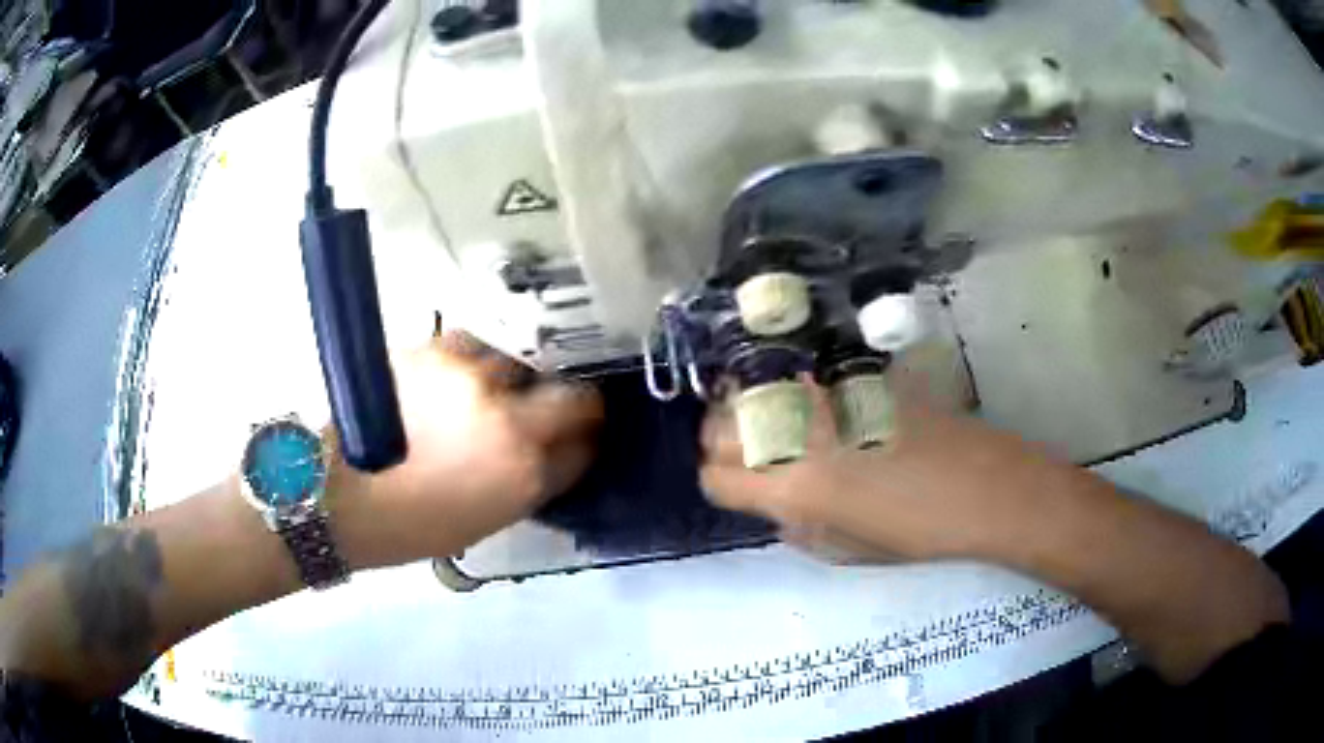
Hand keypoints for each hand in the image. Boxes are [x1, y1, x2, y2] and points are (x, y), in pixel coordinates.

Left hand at [328, 334, 602, 569]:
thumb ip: (530, 483)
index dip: (588, 441)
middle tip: (561, 406)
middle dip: (578, 403)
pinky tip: (465, 373)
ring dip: (524, 377)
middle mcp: (509, 422)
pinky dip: (481, 358)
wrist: (336, 492)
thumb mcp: (485, 520)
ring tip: (501, 389)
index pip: (584, 448)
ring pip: (526, 363)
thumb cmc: (410, 524)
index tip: (585, 438)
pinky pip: (478, 345)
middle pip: (575, 398)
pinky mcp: (437, 352)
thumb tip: (557, 453)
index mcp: (523, 477)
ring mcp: (473, 381)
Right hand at [700, 378, 1080, 563]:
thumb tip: (773, 504)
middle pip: (719, 428)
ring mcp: (822, 399)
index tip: (732, 489)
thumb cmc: (917, 532)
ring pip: (749, 393)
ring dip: (746, 412)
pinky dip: (784, 391)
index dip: (717, 485)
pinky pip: (796, 378)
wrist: (982, 484)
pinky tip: (806, 406)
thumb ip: (794, 527)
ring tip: (767, 428)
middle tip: (741, 458)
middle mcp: (797, 437)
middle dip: (719, 445)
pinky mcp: (849, 376)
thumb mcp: (844, 550)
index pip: (716, 478)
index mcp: (793, 490)